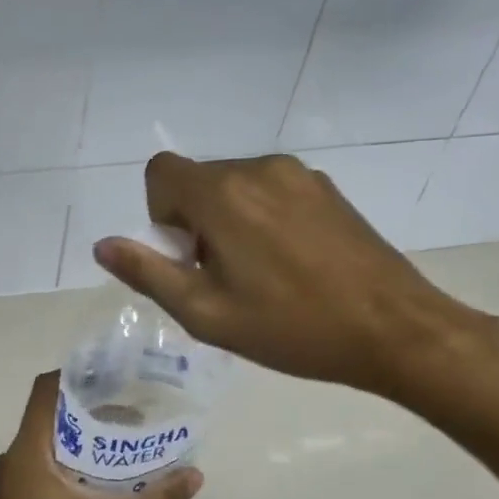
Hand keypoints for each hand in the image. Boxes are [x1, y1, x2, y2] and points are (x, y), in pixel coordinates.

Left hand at [0, 371, 201, 498]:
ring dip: (81, 441)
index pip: (45, 391)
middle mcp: (11, 459)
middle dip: (90, 412)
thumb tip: (195, 476)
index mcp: (27, 452)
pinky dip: (68, 464)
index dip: (77, 376)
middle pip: (50, 417)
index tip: (114, 376)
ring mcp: (6, 483)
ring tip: (122, 447)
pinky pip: (39, 467)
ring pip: (45, 445)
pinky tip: (98, 484)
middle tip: (133, 415)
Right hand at [93, 152, 491, 400]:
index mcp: (223, 195)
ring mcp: (299, 175)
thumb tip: (103, 245)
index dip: (160, 215)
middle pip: (198, 180)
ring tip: (260, 274)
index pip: (160, 172)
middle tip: (223, 277)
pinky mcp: (327, 188)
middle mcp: (258, 168)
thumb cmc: (291, 327)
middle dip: (194, 222)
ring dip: (228, 221)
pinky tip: (292, 264)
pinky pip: (270, 191)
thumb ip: (148, 273)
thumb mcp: (205, 313)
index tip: (188, 257)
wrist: (394, 330)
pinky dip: (262, 218)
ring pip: (235, 186)